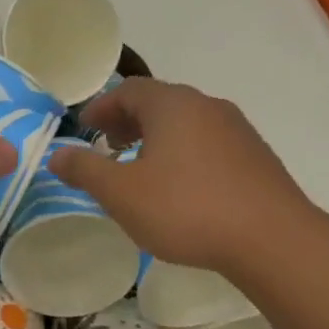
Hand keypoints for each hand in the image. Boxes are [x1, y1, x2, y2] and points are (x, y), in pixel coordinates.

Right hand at [49, 78, 316, 276]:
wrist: (271, 238)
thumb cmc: (185, 208)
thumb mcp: (122, 193)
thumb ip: (86, 170)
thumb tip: (58, 154)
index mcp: (172, 106)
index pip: (129, 90)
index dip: (102, 106)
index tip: (84, 127)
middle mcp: (207, 107)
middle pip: (160, 103)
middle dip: (128, 121)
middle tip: (107, 146)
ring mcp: (237, 131)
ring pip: (186, 124)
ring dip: (156, 139)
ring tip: (140, 169)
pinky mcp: (255, 158)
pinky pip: (207, 145)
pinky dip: (182, 154)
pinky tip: (179, 188)